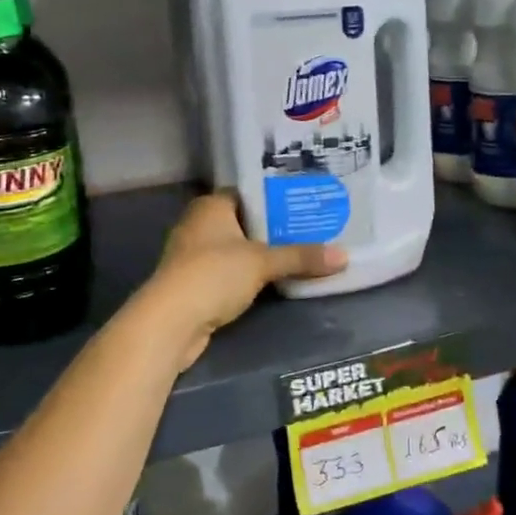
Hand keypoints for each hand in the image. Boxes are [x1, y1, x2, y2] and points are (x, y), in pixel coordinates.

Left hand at [144, 193, 346, 368]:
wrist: (171, 322)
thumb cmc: (214, 274)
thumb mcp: (263, 263)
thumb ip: (301, 257)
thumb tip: (344, 256)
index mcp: (211, 206)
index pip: (247, 192)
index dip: (273, 197)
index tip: (302, 202)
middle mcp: (198, 224)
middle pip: (243, 221)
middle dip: (272, 228)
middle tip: (310, 228)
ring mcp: (192, 256)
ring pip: (235, 249)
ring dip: (259, 255)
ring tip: (298, 253)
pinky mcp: (193, 284)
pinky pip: (228, 273)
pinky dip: (247, 276)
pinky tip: (272, 281)